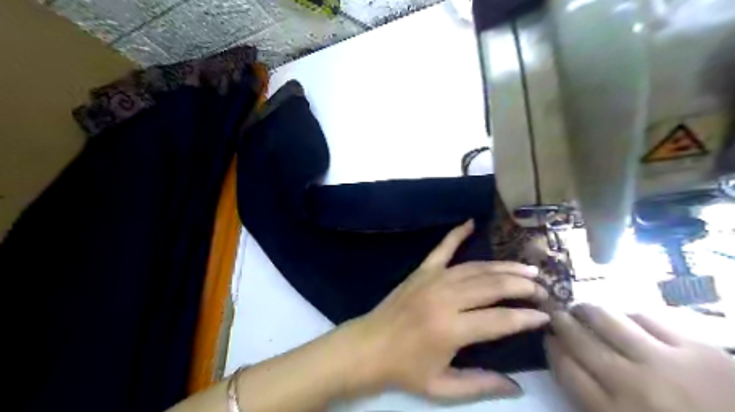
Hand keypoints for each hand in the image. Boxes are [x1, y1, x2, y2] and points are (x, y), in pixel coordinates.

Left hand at [350, 221, 551, 399]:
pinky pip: (442, 249)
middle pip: (491, 286)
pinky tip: (471, 222)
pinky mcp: (421, 271)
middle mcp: (444, 299)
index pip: (498, 320)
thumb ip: (480, 385)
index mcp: (451, 329)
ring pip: (474, 268)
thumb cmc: (404, 370)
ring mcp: (432, 280)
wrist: (368, 347)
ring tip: (526, 269)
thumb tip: (517, 387)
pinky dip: (456, 234)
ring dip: (502, 267)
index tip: (545, 316)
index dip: (525, 318)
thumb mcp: (442, 388)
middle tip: (542, 288)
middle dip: (520, 286)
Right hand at [544, 303, 734, 411]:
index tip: (548, 338)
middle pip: (580, 340)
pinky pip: (648, 318)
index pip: (566, 369)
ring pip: (607, 320)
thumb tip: (569, 365)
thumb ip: (596, 403)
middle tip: (556, 314)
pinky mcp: (698, 349)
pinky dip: (629, 314)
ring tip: (582, 308)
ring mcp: (665, 362)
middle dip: (561, 323)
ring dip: (587, 310)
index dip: (551, 348)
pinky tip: (626, 316)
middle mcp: (631, 383)